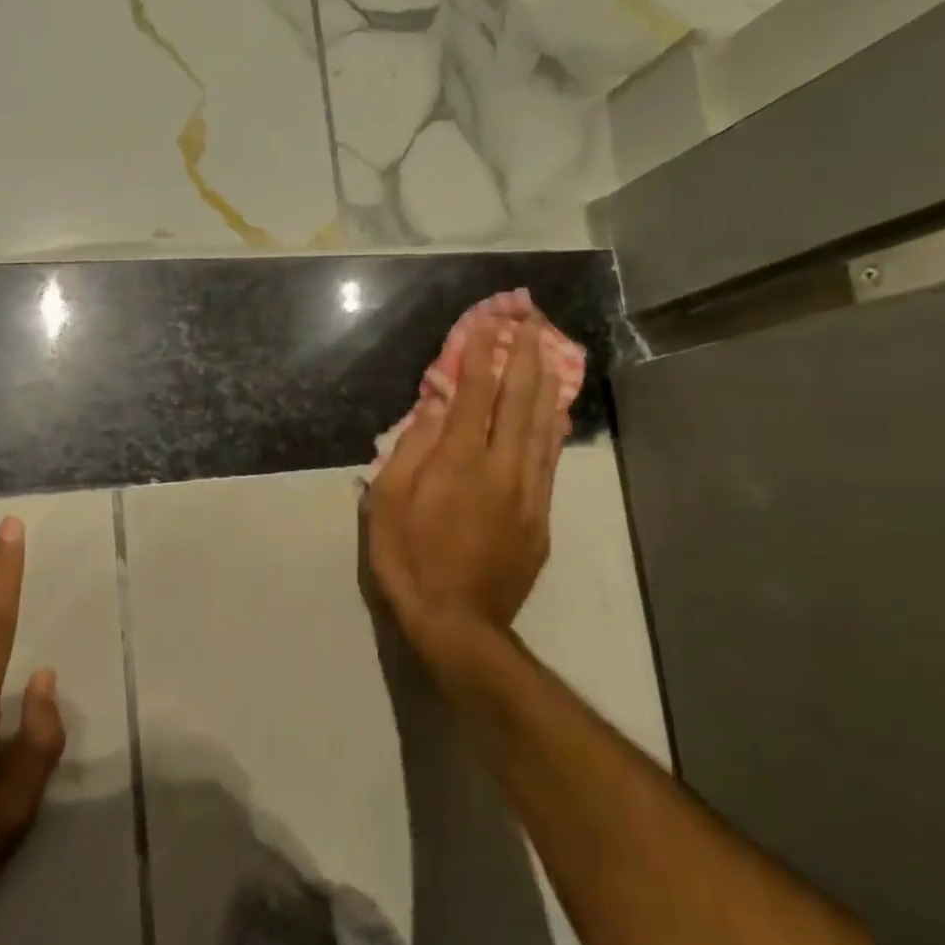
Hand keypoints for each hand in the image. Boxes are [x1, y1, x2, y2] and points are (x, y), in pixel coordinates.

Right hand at [367, 315, 570, 663]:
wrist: (458, 623)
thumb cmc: (409, 560)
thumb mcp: (389, 504)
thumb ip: (410, 450)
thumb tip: (432, 408)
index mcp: (458, 462)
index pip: (474, 394)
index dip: (481, 354)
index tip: (488, 322)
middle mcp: (501, 468)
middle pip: (518, 401)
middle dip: (524, 356)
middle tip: (529, 320)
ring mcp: (528, 492)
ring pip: (542, 426)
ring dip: (545, 382)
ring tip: (550, 348)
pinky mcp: (540, 516)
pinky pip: (550, 459)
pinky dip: (554, 426)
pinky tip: (556, 409)